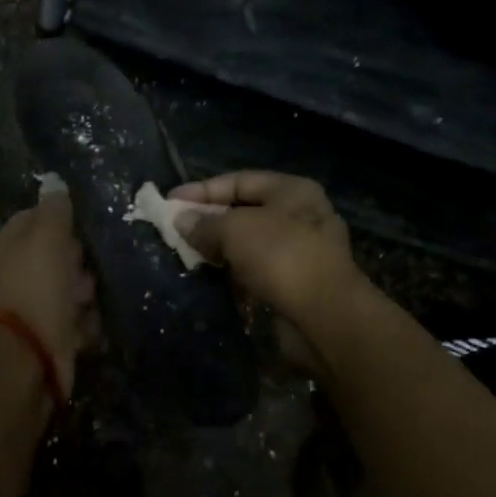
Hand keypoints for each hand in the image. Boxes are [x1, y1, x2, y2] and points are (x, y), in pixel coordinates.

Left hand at [0, 194, 98, 392]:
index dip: (63, 220)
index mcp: (7, 244)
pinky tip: (89, 324)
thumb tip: (54, 182)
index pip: (38, 218)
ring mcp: (32, 305)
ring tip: (90, 298)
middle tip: (88, 266)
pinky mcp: (49, 335)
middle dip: (79, 259)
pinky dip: (86, 322)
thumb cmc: (36, 288)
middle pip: (58, 254)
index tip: (85, 227)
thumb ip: (54, 209)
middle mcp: (16, 272)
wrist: (26, 359)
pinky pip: (76, 319)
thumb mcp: (47, 237)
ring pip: (70, 287)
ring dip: (86, 292)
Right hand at [169, 172, 359, 369]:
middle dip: (209, 218)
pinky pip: (257, 267)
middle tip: (176, 229)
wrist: (325, 316)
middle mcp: (301, 215)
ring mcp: (302, 250)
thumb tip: (181, 221)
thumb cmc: (281, 257)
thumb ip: (204, 223)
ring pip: (250, 241)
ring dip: (220, 246)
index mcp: (292, 190)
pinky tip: (213, 273)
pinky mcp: (297, 282)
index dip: (202, 190)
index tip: (170, 201)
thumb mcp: (235, 230)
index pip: (238, 180)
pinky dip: (235, 269)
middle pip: (244, 210)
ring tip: (188, 252)